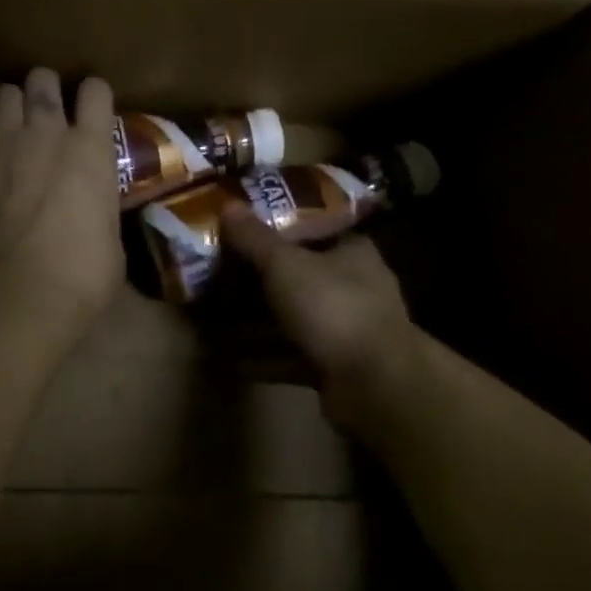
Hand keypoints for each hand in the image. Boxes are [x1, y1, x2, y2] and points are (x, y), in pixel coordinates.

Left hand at [0, 70, 122, 343]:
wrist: (25, 295)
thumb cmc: (84, 274)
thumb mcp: (111, 234)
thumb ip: (99, 204)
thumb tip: (92, 208)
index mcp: (91, 149)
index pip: (96, 91)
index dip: (94, 95)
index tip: (92, 108)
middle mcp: (47, 134)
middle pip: (42, 80)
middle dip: (46, 87)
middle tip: (47, 108)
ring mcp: (2, 147)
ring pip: (3, 95)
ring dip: (10, 105)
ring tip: (11, 125)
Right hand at [221, 206, 418, 415]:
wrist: (375, 385)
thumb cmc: (333, 306)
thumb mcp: (286, 265)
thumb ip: (255, 238)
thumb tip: (227, 204)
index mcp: (352, 251)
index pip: (315, 229)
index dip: (280, 226)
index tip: (243, 228)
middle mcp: (354, 287)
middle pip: (299, 276)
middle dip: (259, 279)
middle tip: (219, 275)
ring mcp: (346, 330)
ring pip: (293, 319)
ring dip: (257, 323)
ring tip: (215, 321)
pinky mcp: (335, 367)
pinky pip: (291, 356)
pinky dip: (264, 358)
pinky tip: (231, 361)